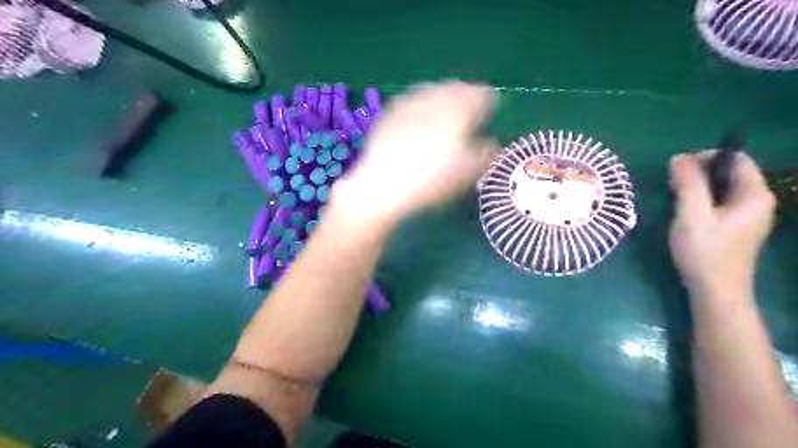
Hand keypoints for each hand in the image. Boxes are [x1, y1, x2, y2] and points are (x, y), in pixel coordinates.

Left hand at [330, 78, 496, 227]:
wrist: (383, 186)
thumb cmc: (431, 182)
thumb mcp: (466, 174)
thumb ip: (485, 155)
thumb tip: (493, 143)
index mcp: (459, 113)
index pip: (480, 94)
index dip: (488, 100)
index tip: (490, 107)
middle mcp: (435, 101)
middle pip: (456, 88)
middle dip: (465, 94)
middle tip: (469, 106)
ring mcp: (409, 105)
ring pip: (432, 90)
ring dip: (443, 96)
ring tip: (445, 109)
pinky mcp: (390, 114)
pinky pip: (411, 100)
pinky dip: (421, 104)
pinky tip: (419, 116)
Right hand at [669, 150, 772, 301]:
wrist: (715, 290)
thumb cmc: (705, 250)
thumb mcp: (692, 214)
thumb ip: (688, 184)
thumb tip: (679, 157)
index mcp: (754, 195)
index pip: (736, 159)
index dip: (706, 156)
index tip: (678, 166)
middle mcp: (757, 201)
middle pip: (729, 173)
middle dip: (699, 171)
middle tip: (672, 182)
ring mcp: (748, 216)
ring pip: (722, 188)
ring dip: (697, 185)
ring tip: (674, 194)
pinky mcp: (735, 227)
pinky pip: (719, 202)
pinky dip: (701, 199)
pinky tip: (684, 209)